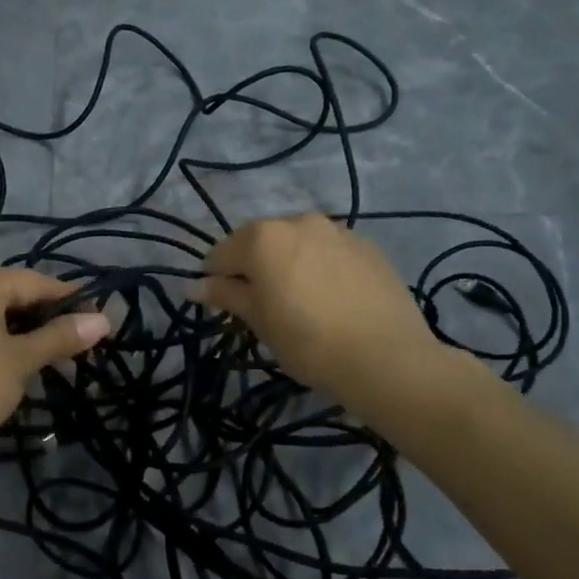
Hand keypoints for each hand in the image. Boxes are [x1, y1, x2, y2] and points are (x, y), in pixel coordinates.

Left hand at [0, 268, 111, 460]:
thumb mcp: (21, 361)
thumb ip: (60, 337)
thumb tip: (103, 321)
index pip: (34, 282)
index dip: (70, 299)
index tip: (99, 318)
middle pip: (11, 295)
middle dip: (46, 318)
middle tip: (78, 342)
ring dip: (23, 332)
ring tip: (51, 356)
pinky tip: (14, 363)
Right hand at [197, 213, 473, 412]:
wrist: (387, 357)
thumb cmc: (307, 341)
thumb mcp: (259, 320)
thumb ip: (225, 295)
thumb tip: (191, 285)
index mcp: (262, 237)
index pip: (221, 254)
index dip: (215, 280)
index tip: (222, 305)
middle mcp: (297, 221)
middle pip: (259, 241)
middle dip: (253, 266)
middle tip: (261, 304)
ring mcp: (336, 230)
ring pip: (297, 243)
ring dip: (288, 262)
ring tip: (300, 300)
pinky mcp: (367, 245)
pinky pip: (329, 251)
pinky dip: (320, 266)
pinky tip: (331, 298)